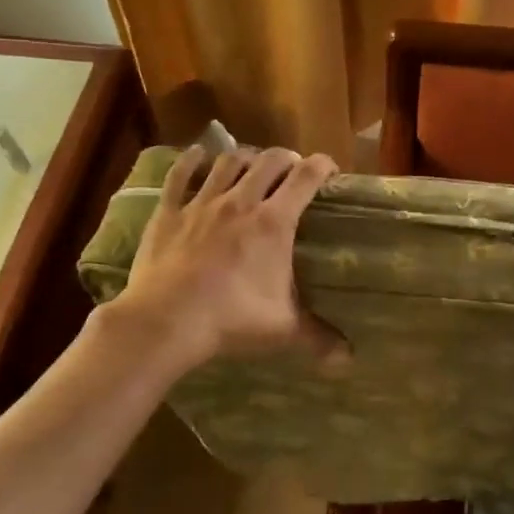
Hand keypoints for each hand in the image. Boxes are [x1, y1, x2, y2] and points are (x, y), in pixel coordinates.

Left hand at [109, 146, 343, 371]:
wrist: (166, 321)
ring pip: (228, 162)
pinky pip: (180, 175)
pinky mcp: (169, 212)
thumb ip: (318, 339)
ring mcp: (202, 204)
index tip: (330, 169)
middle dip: (286, 158)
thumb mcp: (282, 330)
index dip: (322, 166)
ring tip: (252, 164)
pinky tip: (198, 154)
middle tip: (292, 169)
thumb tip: (348, 359)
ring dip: (245, 157)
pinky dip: (191, 161)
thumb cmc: (231, 320)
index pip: (306, 178)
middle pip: (269, 161)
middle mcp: (241, 202)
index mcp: (273, 223)